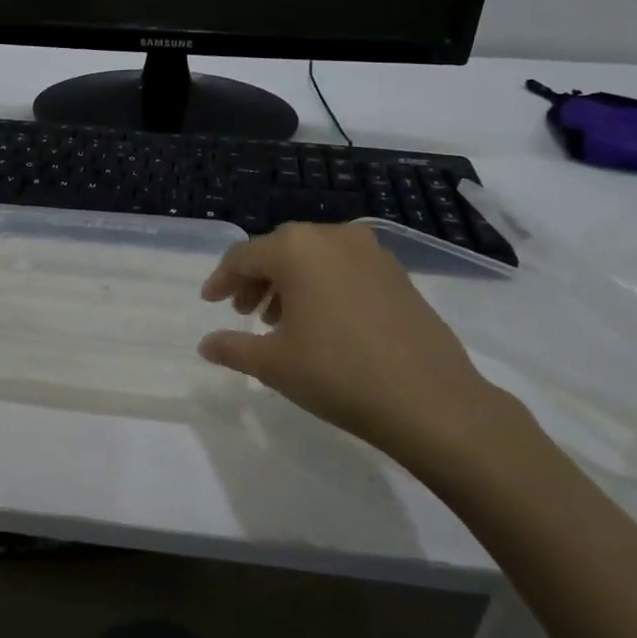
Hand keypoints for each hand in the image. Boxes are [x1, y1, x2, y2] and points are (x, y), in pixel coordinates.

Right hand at [197, 222, 524, 475]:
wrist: (430, 401)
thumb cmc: (337, 374)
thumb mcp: (273, 364)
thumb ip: (232, 347)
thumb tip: (206, 345)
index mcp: (296, 249)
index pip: (244, 256)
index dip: (222, 280)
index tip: (210, 302)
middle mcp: (332, 237)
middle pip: (279, 251)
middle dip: (256, 280)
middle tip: (243, 312)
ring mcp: (370, 252)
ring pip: (313, 258)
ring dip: (289, 283)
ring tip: (279, 321)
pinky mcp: (396, 273)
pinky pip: (343, 268)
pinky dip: (322, 285)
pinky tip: (321, 322)